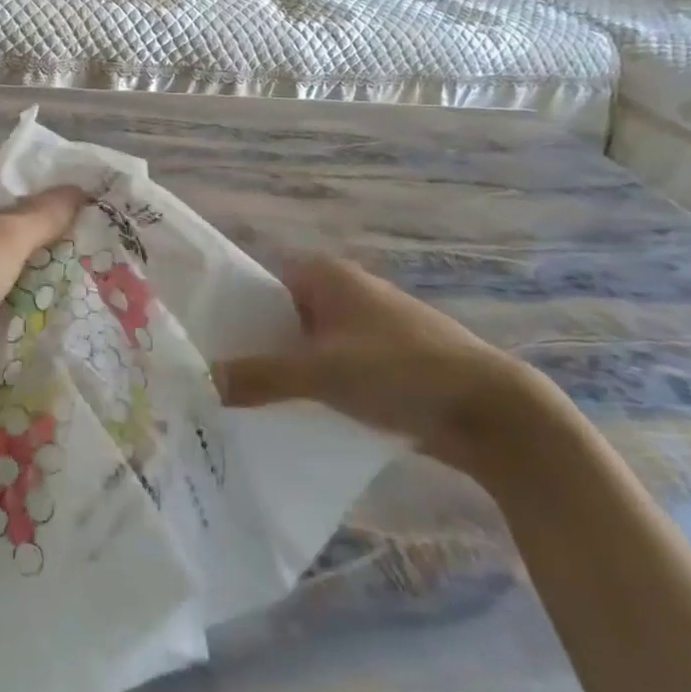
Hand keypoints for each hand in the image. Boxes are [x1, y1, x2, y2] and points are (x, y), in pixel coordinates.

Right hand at [214, 255, 547, 475]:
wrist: (492, 411)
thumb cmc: (400, 370)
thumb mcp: (321, 372)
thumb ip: (259, 377)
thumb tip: (200, 381)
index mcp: (324, 275)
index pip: (257, 285)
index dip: (226, 312)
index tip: (198, 345)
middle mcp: (341, 292)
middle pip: (278, 317)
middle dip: (250, 347)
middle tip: (210, 380)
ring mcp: (363, 328)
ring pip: (304, 346)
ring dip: (280, 371)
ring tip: (238, 403)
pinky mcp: (381, 364)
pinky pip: (330, 369)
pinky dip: (310, 388)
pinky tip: (287, 417)